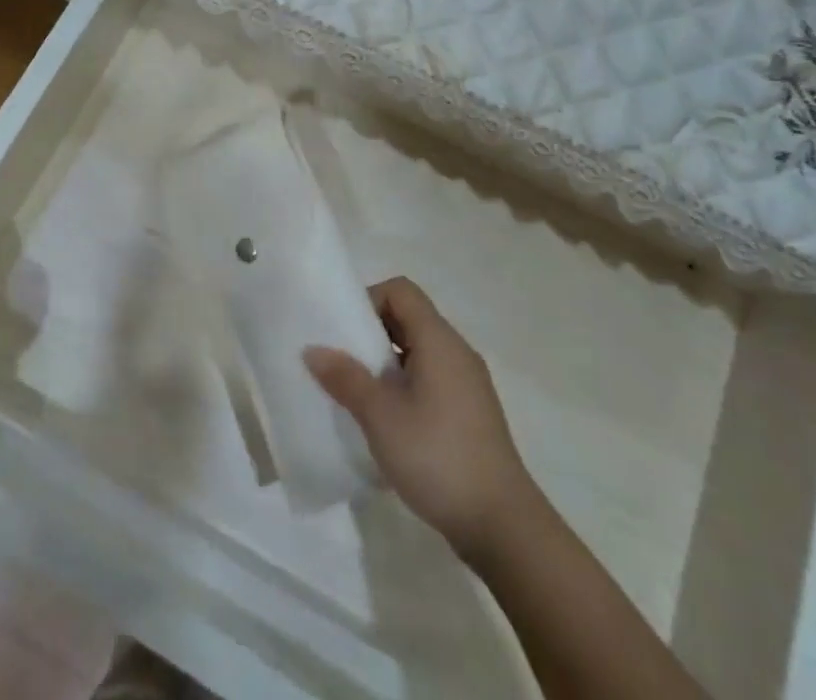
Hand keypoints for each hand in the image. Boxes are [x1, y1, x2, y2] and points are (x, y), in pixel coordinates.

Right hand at [305, 277, 534, 561]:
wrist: (503, 526)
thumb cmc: (438, 457)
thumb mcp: (381, 416)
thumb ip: (346, 378)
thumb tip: (313, 349)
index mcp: (439, 340)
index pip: (401, 291)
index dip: (369, 299)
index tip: (343, 331)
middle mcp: (457, 351)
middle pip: (409, 318)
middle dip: (371, 332)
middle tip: (341, 360)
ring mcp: (467, 384)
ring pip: (419, 351)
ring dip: (386, 362)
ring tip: (358, 392)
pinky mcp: (470, 413)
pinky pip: (431, 379)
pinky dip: (405, 385)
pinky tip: (387, 422)